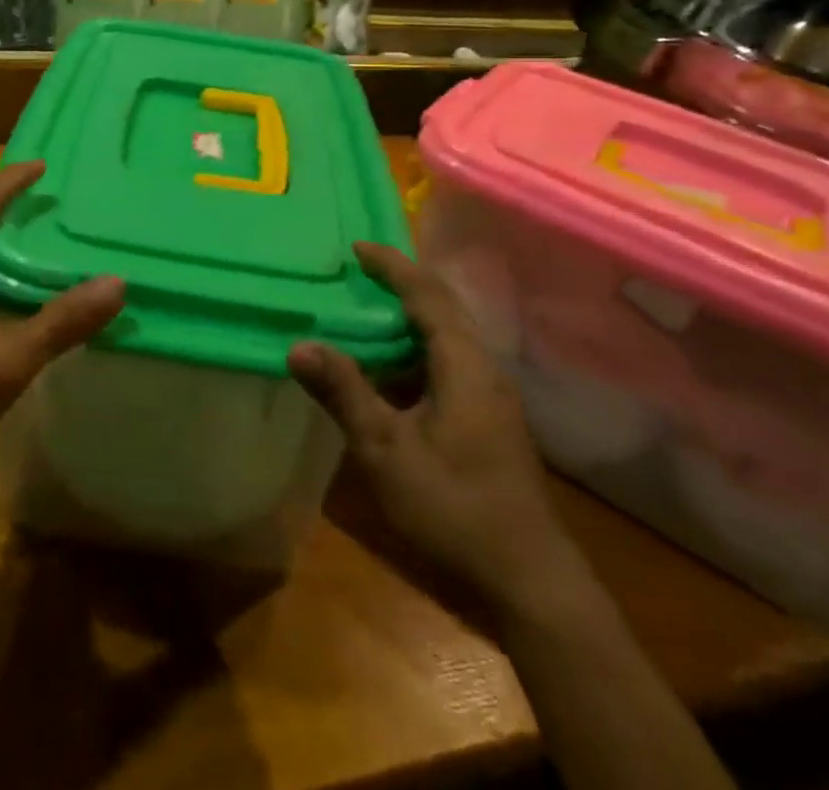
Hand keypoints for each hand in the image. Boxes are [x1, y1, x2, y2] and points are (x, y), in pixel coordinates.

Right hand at [289, 242, 584, 616]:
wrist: (529, 581)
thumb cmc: (454, 508)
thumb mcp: (386, 450)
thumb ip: (344, 393)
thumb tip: (299, 345)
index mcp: (464, 365)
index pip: (427, 295)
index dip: (392, 266)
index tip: (357, 247)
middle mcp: (482, 369)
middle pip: (442, 308)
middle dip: (401, 284)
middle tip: (357, 271)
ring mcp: (490, 396)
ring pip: (446, 337)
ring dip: (406, 319)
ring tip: (363, 312)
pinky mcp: (488, 419)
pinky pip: (447, 362)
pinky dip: (413, 351)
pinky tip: (386, 371)